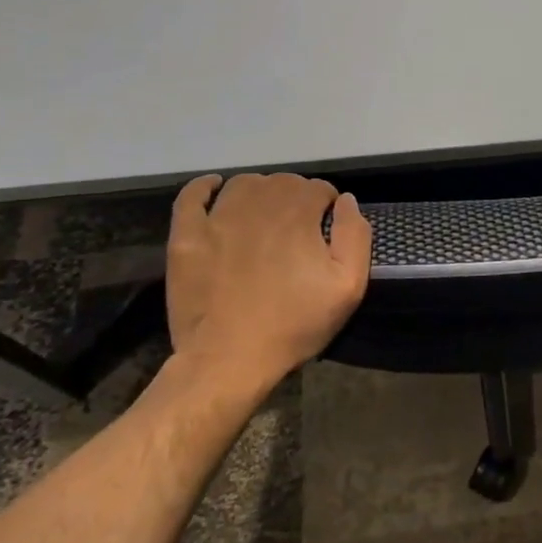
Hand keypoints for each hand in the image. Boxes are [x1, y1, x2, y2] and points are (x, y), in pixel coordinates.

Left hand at [164, 172, 371, 393]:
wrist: (229, 360)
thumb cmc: (294, 325)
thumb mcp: (348, 287)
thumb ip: (354, 235)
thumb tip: (345, 200)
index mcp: (298, 213)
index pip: (319, 188)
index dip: (326, 206)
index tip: (325, 230)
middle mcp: (258, 203)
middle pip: (283, 182)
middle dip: (296, 198)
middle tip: (298, 231)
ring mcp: (218, 217)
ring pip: (244, 184)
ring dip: (259, 192)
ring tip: (264, 217)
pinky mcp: (187, 236)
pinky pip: (192, 196)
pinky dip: (204, 187)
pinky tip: (215, 190)